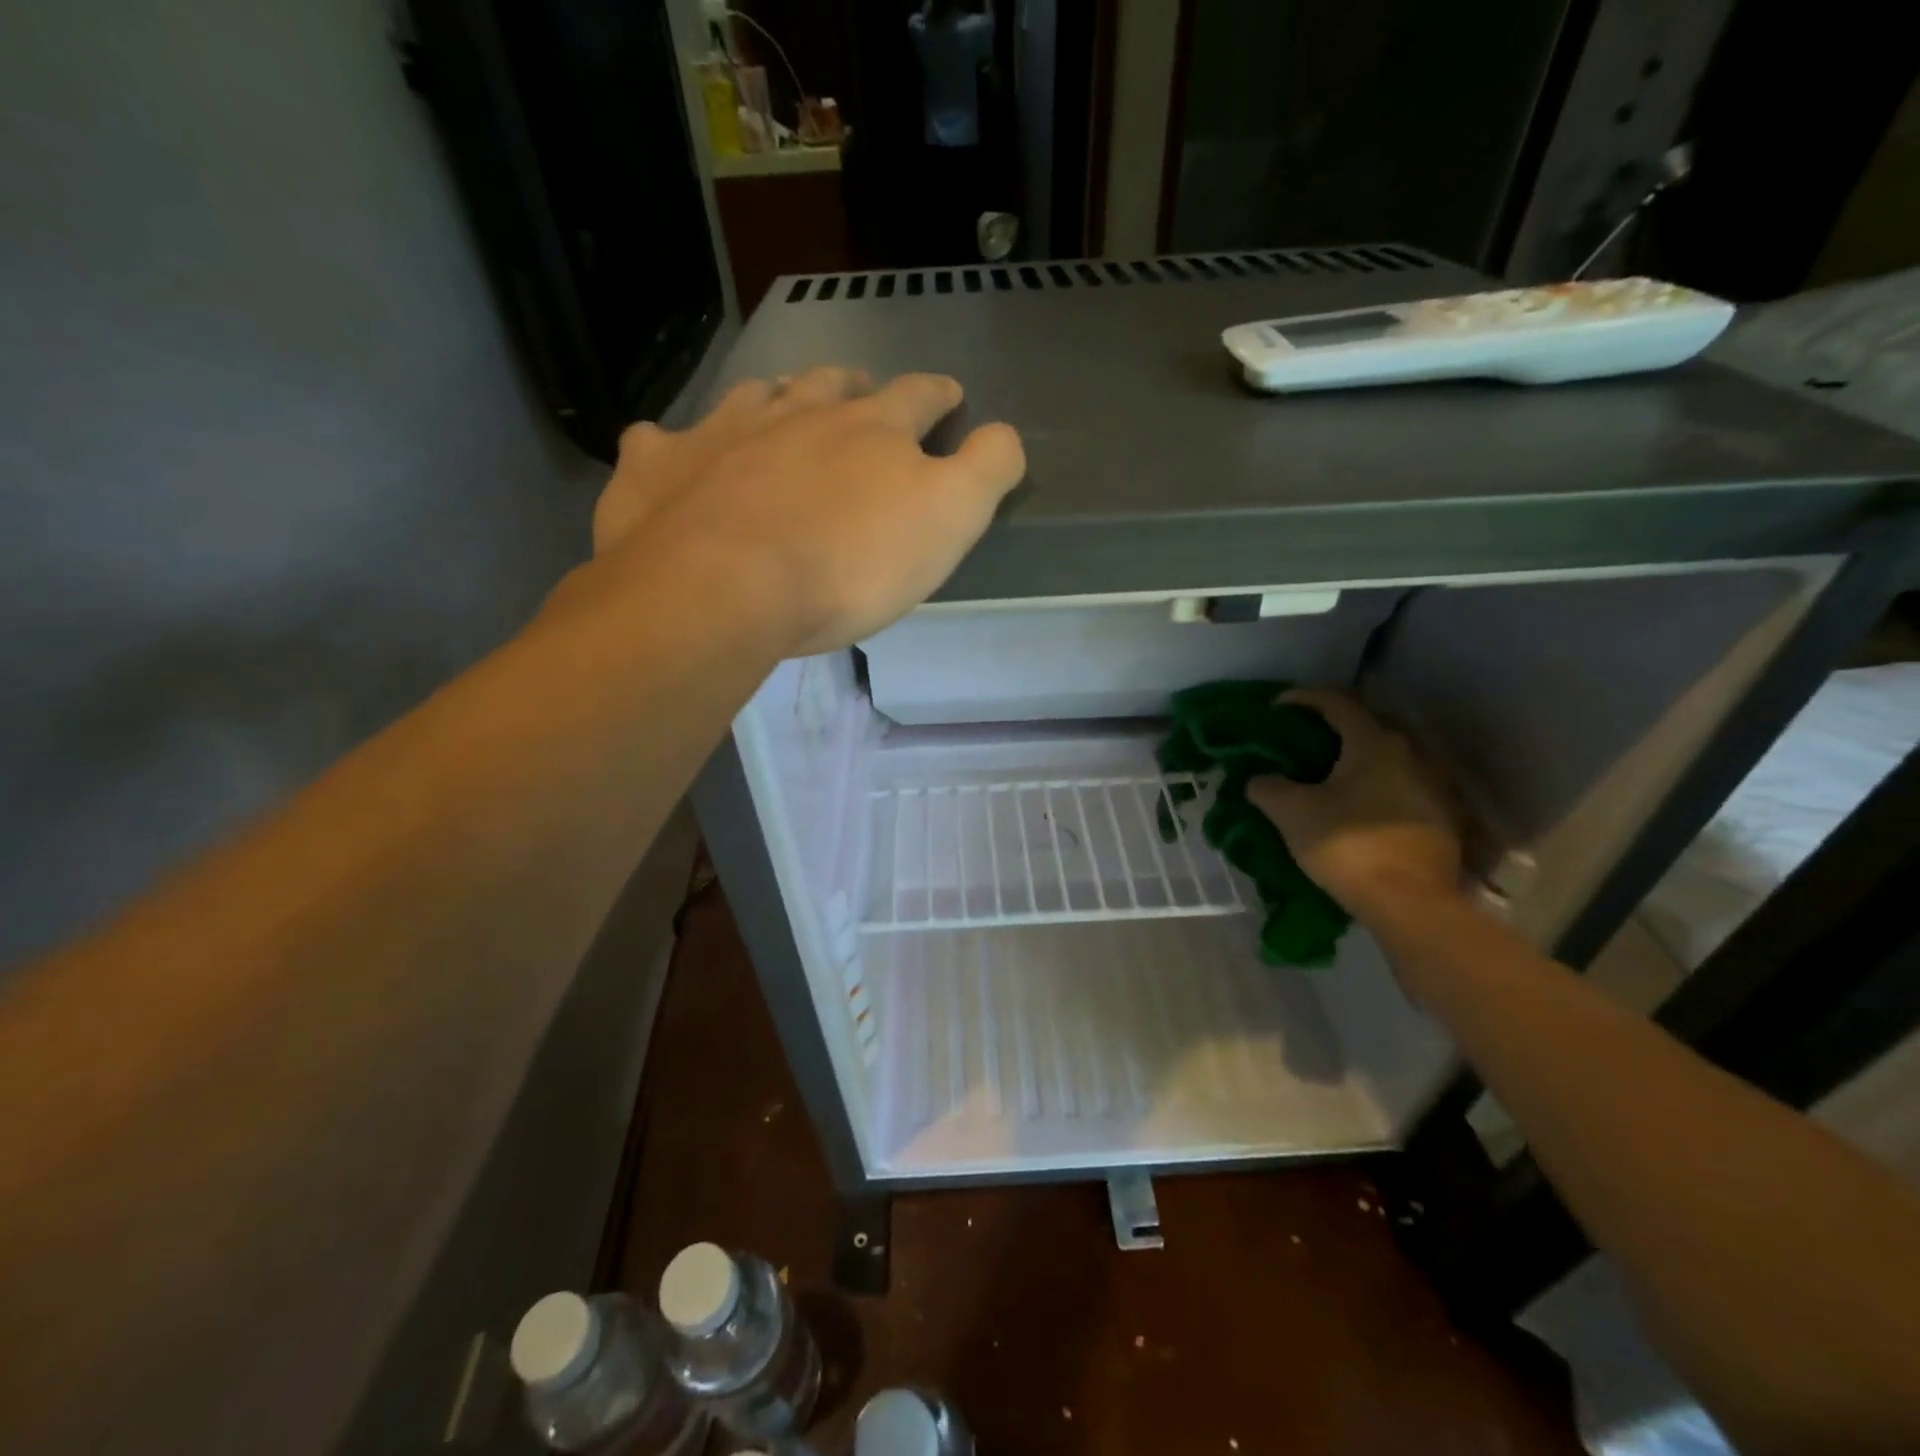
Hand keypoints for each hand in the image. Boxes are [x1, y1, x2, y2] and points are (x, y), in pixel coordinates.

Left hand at [591, 367, 1024, 654]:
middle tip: (861, 392)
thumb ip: (986, 471)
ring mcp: (720, 432)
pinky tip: (677, 457)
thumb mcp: (948, 521)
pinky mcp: (659, 468)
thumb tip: (1007, 435)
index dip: (938, 394)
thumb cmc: (849, 563)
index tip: (949, 395)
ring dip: (775, 399)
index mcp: (869, 429)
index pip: (917, 396)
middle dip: (855, 385)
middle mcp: (794, 413)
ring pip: (753, 398)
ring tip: (781, 408)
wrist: (726, 589)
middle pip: (832, 384)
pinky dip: (675, 446)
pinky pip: (662, 441)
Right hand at [1247, 688, 1463, 922]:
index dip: (1302, 698)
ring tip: (1322, 777)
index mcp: (1374, 742)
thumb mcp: (1292, 813)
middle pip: (1364, 728)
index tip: (1276, 707)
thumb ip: (1268, 787)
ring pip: (1382, 760)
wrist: (1411, 903)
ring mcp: (1431, 786)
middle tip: (1297, 742)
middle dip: (1328, 730)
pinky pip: (1396, 787)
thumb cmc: (1347, 845)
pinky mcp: (1439, 817)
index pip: (1336, 702)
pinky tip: (1352, 807)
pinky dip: (1370, 787)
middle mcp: (1410, 754)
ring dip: (1351, 761)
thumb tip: (1258, 779)